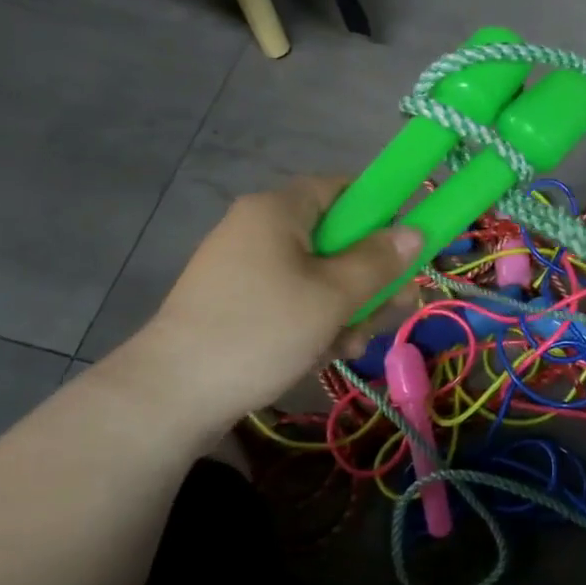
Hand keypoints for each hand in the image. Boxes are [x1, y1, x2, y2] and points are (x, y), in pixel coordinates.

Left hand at [119, 177, 420, 422]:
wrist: (170, 397)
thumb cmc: (261, 331)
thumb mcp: (332, 296)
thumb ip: (379, 262)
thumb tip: (415, 232)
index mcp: (278, 210)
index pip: (343, 188)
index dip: (382, 210)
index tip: (408, 245)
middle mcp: (259, 229)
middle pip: (334, 237)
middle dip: (370, 274)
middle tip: (397, 306)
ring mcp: (244, 268)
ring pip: (317, 274)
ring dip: (347, 305)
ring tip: (356, 342)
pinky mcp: (236, 303)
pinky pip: (291, 298)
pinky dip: (314, 320)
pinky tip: (327, 353)